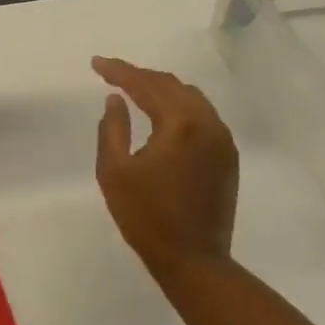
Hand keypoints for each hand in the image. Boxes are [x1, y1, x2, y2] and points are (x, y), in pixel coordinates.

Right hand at [93, 57, 239, 278]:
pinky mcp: (228, 157)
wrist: (193, 260)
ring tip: (136, 90)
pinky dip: (180, 107)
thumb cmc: (146, 217)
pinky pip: (203, 117)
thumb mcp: (114, 172)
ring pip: (192, 98)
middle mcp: (208, 123)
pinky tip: (163, 115)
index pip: (146, 85)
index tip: (96, 64)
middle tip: (113, 75)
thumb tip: (115, 99)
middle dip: (141, 77)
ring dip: (162, 90)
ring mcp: (223, 140)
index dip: (119, 71)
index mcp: (180, 124)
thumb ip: (112, 129)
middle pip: (172, 86)